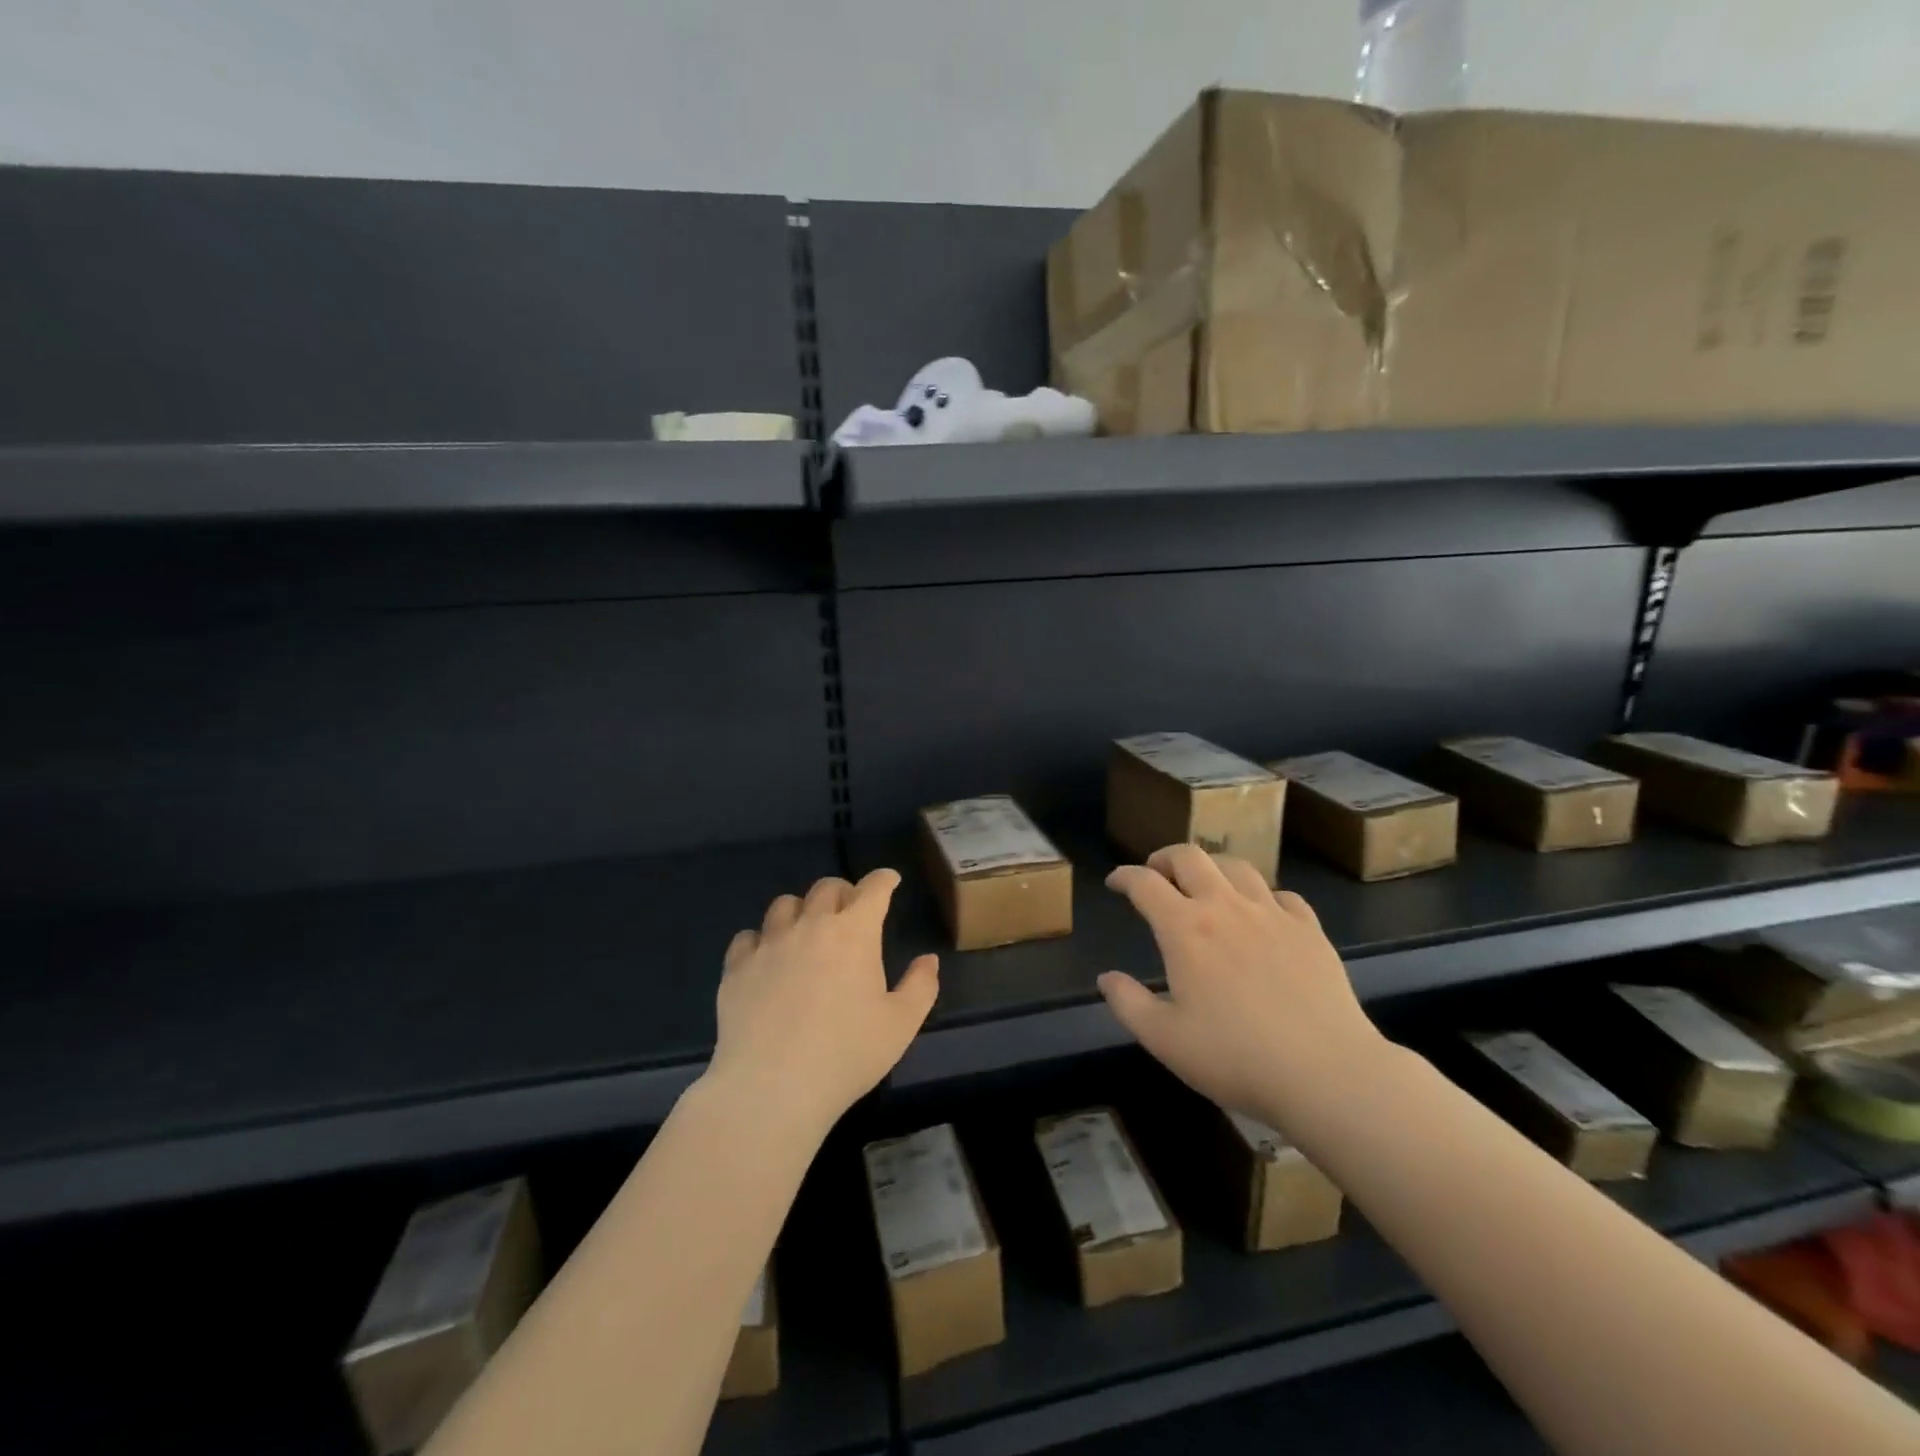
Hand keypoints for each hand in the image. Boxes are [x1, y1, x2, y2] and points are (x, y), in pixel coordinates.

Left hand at [705, 868, 938, 1135]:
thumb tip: (928, 959)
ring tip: (806, 930)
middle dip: (844, 892)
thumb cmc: (846, 1054)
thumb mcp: (901, 1025)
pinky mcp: (736, 968)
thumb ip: (921, 986)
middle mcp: (810, 926)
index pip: (873, 889)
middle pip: (826, 888)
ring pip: (784, 904)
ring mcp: (769, 945)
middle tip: (850, 910)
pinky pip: (747, 937)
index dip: (884, 880)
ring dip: (801, 910)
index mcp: (854, 933)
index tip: (890, 881)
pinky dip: (761, 940)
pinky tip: (766, 958)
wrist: (772, 1087)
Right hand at [1099, 846, 1386, 1128]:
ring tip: (1206, 885)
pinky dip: (1262, 896)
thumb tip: (1107, 978)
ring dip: (1212, 868)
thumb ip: (1128, 1003)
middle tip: (1157, 873)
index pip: (1145, 883)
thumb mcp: (1164, 1039)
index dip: (1124, 876)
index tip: (1115, 882)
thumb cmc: (1235, 1057)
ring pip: (1237, 867)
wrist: (1326, 1073)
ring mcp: (1272, 914)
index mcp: (1185, 928)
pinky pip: (1282, 895)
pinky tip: (1262, 914)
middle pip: (1190, 857)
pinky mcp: (1310, 929)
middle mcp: (1225, 907)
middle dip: (1165, 857)